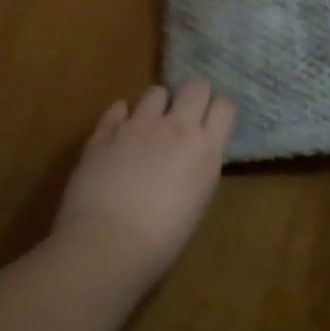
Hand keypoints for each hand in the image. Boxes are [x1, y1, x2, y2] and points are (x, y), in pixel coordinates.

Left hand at [54, 79, 236, 282]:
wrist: (106, 244)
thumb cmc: (161, 241)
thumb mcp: (196, 203)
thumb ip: (197, 170)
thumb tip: (190, 159)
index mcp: (205, 151)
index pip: (225, 107)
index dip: (218, 112)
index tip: (211, 125)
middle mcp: (175, 128)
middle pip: (195, 86)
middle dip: (193, 96)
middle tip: (185, 116)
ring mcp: (137, 126)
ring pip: (155, 91)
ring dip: (156, 105)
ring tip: (149, 126)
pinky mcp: (104, 132)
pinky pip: (117, 108)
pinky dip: (121, 116)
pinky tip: (119, 133)